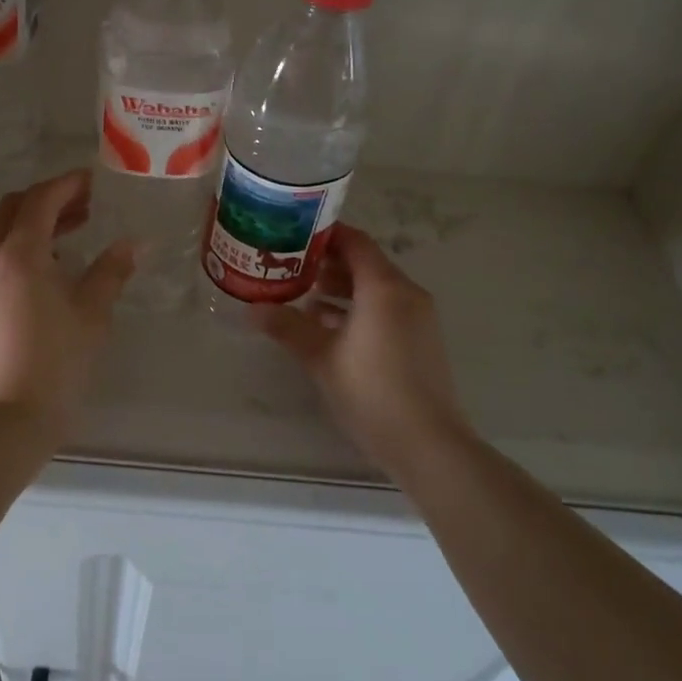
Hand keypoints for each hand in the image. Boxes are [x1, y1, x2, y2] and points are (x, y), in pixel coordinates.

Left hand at [0, 170, 135, 437]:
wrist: (4, 422)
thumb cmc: (56, 363)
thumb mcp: (92, 313)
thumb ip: (112, 270)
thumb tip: (134, 243)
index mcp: (18, 254)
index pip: (40, 200)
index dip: (68, 185)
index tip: (93, 182)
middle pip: (13, 209)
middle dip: (48, 201)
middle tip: (84, 206)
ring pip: (0, 236)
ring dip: (32, 227)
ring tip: (71, 239)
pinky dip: (18, 252)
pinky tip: (46, 275)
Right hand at [253, 226, 470, 476]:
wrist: (429, 445)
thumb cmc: (372, 392)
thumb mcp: (321, 358)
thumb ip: (287, 327)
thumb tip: (252, 309)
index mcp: (384, 287)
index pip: (354, 242)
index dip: (324, 235)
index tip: (292, 235)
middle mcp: (406, 293)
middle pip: (365, 263)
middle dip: (328, 263)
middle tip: (290, 266)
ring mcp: (418, 318)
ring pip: (375, 288)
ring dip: (342, 288)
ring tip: (304, 296)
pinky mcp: (421, 340)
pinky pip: (386, 309)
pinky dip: (359, 309)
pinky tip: (329, 327)